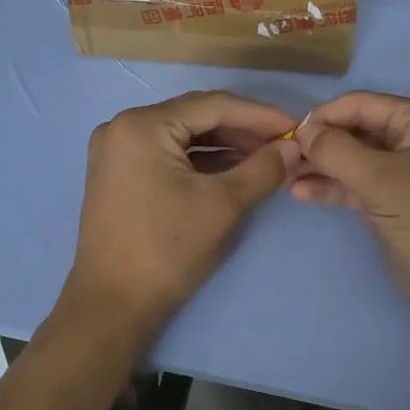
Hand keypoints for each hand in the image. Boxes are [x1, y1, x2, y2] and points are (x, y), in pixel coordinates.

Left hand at [64, 91, 299, 336]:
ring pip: (182, 137)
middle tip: (283, 145)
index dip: (259, 115)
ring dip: (223, 146)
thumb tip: (292, 148)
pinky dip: (200, 161)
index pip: (212, 105)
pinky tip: (232, 170)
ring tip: (265, 158)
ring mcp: (116, 151)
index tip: (295, 128)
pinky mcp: (118, 174)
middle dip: (242, 130)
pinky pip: (167, 154)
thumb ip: (262, 169)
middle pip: (195, 117)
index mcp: (142, 125)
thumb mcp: (223, 205)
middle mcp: (122, 127)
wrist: (113, 304)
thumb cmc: (167, 250)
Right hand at [292, 91, 409, 324]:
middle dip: (320, 143)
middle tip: (282, 159)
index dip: (325, 115)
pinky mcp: (394, 202)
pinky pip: (357, 185)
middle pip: (357, 130)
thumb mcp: (381, 180)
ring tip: (284, 177)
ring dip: (321, 166)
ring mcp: (405, 173)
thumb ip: (337, 151)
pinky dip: (332, 187)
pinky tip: (301, 193)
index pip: (363, 104)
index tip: (288, 134)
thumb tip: (302, 130)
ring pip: (354, 159)